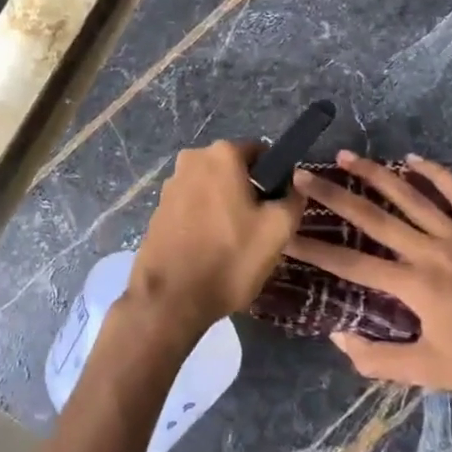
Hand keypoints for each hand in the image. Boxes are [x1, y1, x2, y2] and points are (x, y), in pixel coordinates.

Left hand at [129, 139, 301, 338]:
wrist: (170, 298)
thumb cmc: (229, 257)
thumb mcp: (278, 230)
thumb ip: (293, 199)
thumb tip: (293, 186)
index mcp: (222, 154)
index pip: (261, 153)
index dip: (275, 178)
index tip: (277, 208)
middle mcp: (192, 158)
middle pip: (234, 170)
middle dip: (248, 193)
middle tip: (258, 229)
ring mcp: (171, 183)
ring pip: (212, 188)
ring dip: (225, 207)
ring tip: (233, 243)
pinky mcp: (158, 208)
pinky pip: (192, 206)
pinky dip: (204, 220)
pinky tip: (210, 249)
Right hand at [288, 151, 451, 417]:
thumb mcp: (430, 372)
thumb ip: (379, 360)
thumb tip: (338, 337)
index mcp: (416, 287)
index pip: (353, 265)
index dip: (315, 251)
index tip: (286, 235)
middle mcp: (432, 252)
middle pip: (374, 218)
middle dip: (334, 195)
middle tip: (303, 175)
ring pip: (411, 196)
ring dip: (376, 174)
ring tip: (346, 155)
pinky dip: (435, 173)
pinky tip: (412, 158)